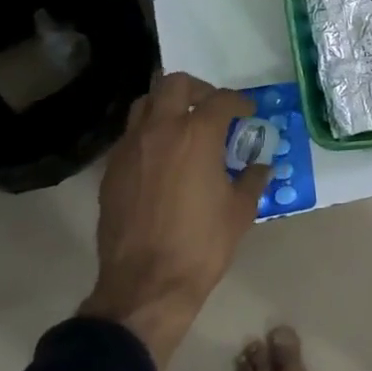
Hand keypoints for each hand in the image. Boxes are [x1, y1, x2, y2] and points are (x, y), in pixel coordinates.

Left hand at [78, 72, 269, 370]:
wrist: (146, 286)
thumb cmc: (202, 244)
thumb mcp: (240, 211)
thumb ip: (252, 179)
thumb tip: (260, 166)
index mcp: (197, 134)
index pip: (221, 99)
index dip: (239, 102)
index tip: (248, 113)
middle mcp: (160, 130)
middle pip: (174, 84)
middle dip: (197, 89)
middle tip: (212, 108)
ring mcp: (130, 149)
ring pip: (145, 104)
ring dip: (167, 107)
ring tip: (183, 127)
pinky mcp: (111, 171)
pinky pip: (130, 136)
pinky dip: (149, 135)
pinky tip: (162, 159)